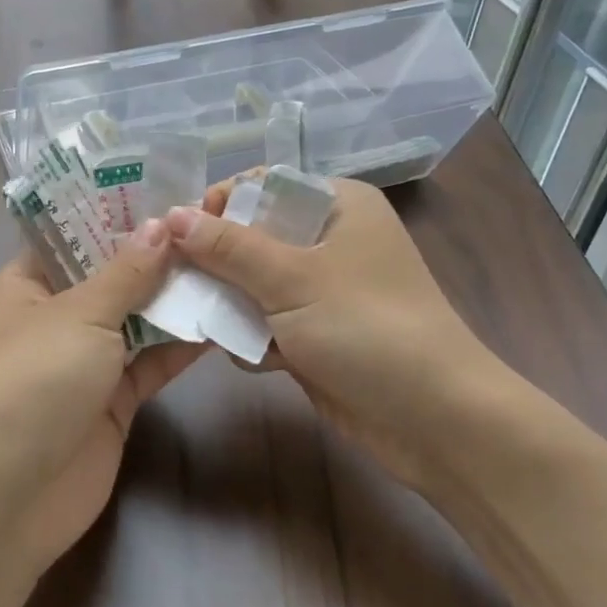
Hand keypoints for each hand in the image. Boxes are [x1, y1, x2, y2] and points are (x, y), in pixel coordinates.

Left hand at [0, 220, 204, 576]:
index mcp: (28, 285)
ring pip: (138, 318)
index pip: (73, 235)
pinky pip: (153, 361)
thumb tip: (160, 226)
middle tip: (214, 220)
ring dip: (176, 296)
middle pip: (112, 275)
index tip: (167, 189)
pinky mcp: (115, 399)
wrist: (11, 496)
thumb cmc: (32, 383)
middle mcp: (56, 316)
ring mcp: (87, 360)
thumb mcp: (78, 316)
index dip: (115, 212)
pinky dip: (183, 343)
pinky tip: (223, 317)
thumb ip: (125, 273)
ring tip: (229, 260)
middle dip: (157, 253)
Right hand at [163, 178, 514, 487]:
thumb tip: (171, 215)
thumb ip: (228, 247)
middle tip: (174, 279)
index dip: (219, 204)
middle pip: (252, 236)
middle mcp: (329, 239)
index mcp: (337, 205)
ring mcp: (323, 289)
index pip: (262, 186)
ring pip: (253, 282)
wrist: (435, 420)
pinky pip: (266, 321)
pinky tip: (249, 357)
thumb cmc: (368, 328)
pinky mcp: (315, 333)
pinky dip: (251, 337)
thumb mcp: (293, 279)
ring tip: (201, 320)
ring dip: (228, 303)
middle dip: (215, 261)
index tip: (177, 234)